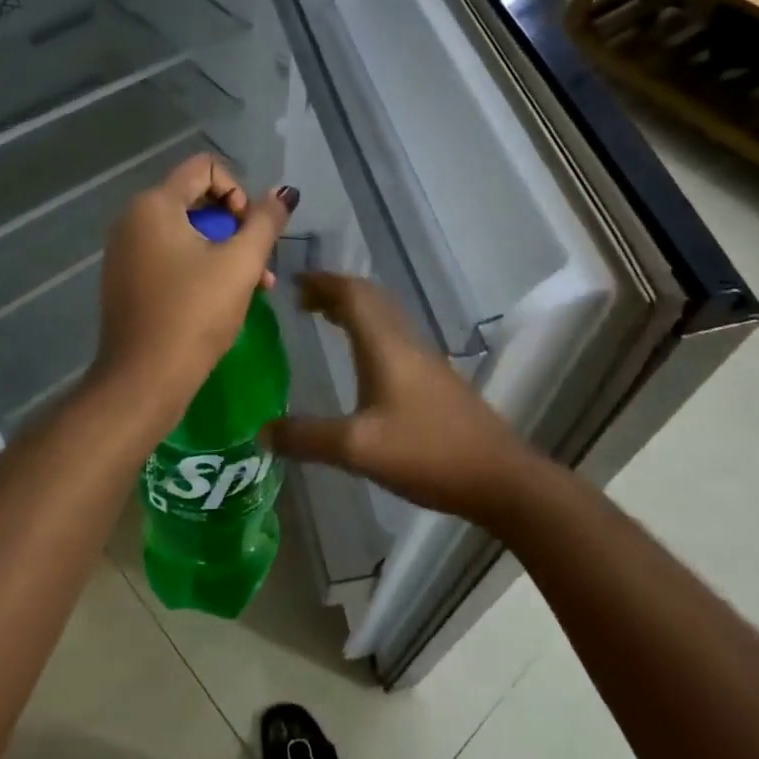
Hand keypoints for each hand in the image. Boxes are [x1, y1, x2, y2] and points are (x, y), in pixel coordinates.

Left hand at [90, 154, 295, 423]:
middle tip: (259, 264)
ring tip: (255, 287)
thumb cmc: (194, 314)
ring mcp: (125, 251)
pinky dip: (199, 266)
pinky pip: (169, 255)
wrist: (143, 380)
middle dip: (236, 227)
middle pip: (197, 200)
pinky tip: (224, 298)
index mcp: (154, 204)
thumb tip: (283, 193)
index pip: (205, 167)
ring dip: (224, 251)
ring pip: (187, 232)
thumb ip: (265, 222)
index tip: (250, 230)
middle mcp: (132, 219)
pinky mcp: (126, 279)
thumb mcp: (241, 264)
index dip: (238, 190)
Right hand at [265, 273, 542, 524]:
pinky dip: (370, 332)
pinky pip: (395, 338)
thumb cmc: (426, 453)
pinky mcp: (436, 381)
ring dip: (355, 310)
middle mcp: (406, 342)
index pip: (352, 294)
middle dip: (336, 292)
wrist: (498, 477)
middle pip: (370, 299)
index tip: (293, 281)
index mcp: (386, 345)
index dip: (323, 282)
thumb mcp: (357, 449)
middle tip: (303, 299)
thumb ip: (307, 438)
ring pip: (385, 317)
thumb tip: (260, 432)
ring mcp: (425, 360)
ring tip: (326, 319)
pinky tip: (363, 361)